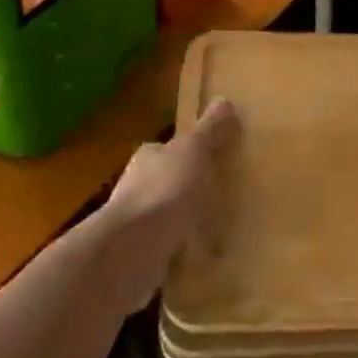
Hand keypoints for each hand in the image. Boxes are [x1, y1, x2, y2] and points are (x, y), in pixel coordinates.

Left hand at [96, 100, 238, 309]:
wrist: (133, 249)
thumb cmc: (166, 190)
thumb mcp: (195, 151)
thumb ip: (210, 130)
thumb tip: (224, 100)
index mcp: (148, 157)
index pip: (167, 150)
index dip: (188, 154)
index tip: (211, 162)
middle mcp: (134, 187)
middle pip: (164, 182)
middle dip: (185, 189)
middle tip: (219, 195)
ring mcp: (133, 224)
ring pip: (163, 217)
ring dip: (181, 222)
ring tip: (213, 228)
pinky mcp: (136, 256)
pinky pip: (163, 249)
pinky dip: (177, 251)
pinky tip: (198, 257)